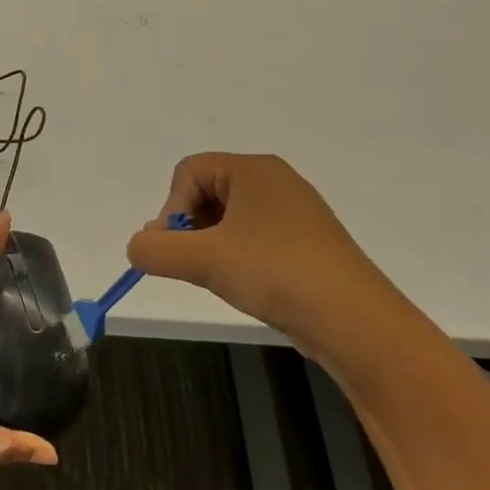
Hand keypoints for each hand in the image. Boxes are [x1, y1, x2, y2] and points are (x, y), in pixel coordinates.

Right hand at [125, 153, 408, 359]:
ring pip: (228, 219)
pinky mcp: (304, 244)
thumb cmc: (276, 272)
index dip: (172, 207)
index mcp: (253, 169)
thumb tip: (136, 247)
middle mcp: (274, 182)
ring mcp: (293, 214)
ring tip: (216, 277)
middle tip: (189, 264)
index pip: (188, 171)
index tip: (177, 247)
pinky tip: (242, 284)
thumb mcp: (203, 259)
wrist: (353, 320)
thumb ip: (154, 249)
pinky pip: (252, 239)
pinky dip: (236, 258)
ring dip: (209, 246)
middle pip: (206, 192)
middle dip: (188, 228)